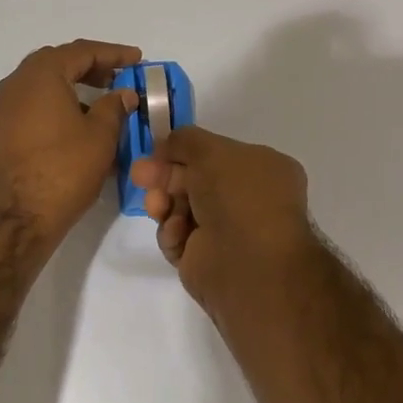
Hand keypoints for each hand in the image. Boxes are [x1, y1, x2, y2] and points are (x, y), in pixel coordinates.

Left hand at [0, 40, 141, 254]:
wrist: (16, 218)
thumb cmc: (64, 169)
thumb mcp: (100, 135)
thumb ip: (114, 107)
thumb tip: (122, 94)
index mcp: (41, 75)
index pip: (81, 51)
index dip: (114, 53)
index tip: (137, 59)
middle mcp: (16, 84)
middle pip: (59, 62)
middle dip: (91, 66)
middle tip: (119, 76)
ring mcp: (4, 108)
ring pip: (44, 85)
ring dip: (74, 87)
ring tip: (104, 102)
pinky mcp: (2, 132)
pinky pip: (35, 105)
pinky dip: (59, 105)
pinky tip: (80, 125)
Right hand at [129, 125, 317, 312]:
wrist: (248, 262)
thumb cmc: (239, 196)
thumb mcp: (211, 150)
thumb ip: (185, 140)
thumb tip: (166, 145)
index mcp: (263, 170)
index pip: (216, 155)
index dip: (184, 151)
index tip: (156, 151)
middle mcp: (247, 199)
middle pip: (194, 181)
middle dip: (165, 176)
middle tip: (139, 175)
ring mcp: (227, 231)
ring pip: (181, 209)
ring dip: (164, 204)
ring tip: (156, 207)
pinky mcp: (206, 259)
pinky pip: (178, 238)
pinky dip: (172, 233)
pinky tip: (176, 233)